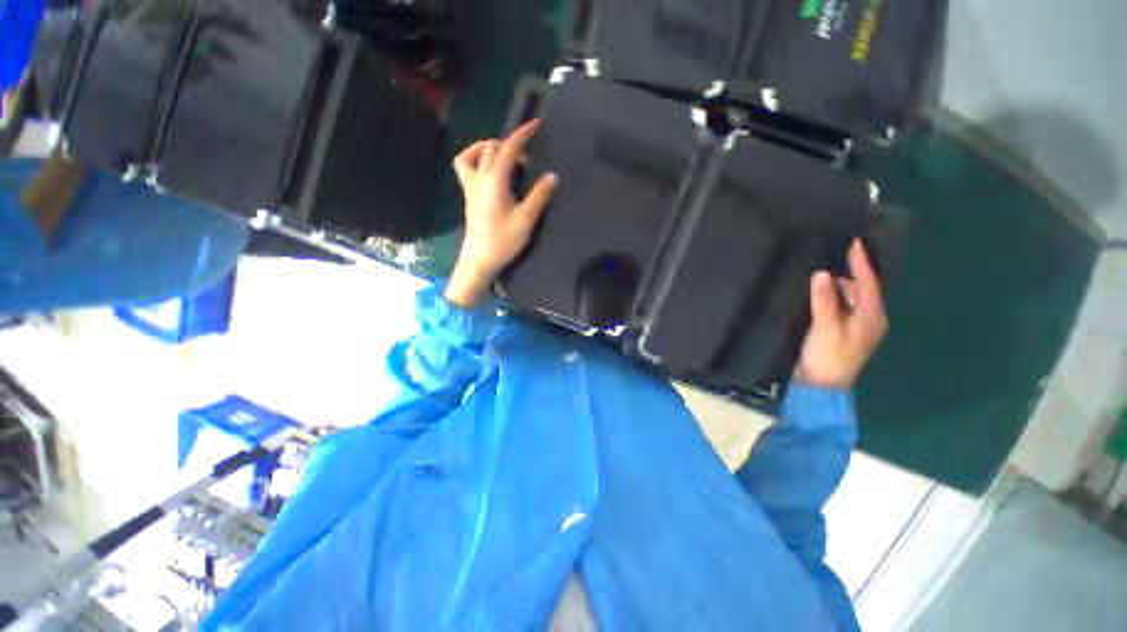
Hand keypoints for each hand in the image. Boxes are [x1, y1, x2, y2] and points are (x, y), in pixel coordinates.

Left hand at [445, 120, 557, 307]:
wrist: (479, 260)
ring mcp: (470, 186)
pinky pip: (465, 167)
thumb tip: (552, 176)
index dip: (522, 134)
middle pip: (491, 147)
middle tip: (528, 157)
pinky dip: (475, 159)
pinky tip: (488, 170)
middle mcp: (479, 178)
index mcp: (495, 182)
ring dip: (489, 147)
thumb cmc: (503, 242)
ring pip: (473, 154)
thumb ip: (539, 196)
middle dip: (510, 143)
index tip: (536, 124)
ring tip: (506, 156)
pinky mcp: (468, 195)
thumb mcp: (526, 220)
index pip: (508, 148)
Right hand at [795, 239, 887, 388]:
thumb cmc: (828, 356)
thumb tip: (821, 274)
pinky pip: (840, 307)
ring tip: (820, 273)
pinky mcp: (841, 331)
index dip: (862, 263)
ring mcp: (855, 326)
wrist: (820, 386)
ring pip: (849, 299)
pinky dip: (831, 297)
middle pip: (861, 289)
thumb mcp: (825, 328)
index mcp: (871, 317)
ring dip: (837, 286)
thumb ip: (824, 301)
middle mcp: (868, 319)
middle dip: (849, 273)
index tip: (856, 242)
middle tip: (832, 255)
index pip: (868, 284)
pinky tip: (817, 293)